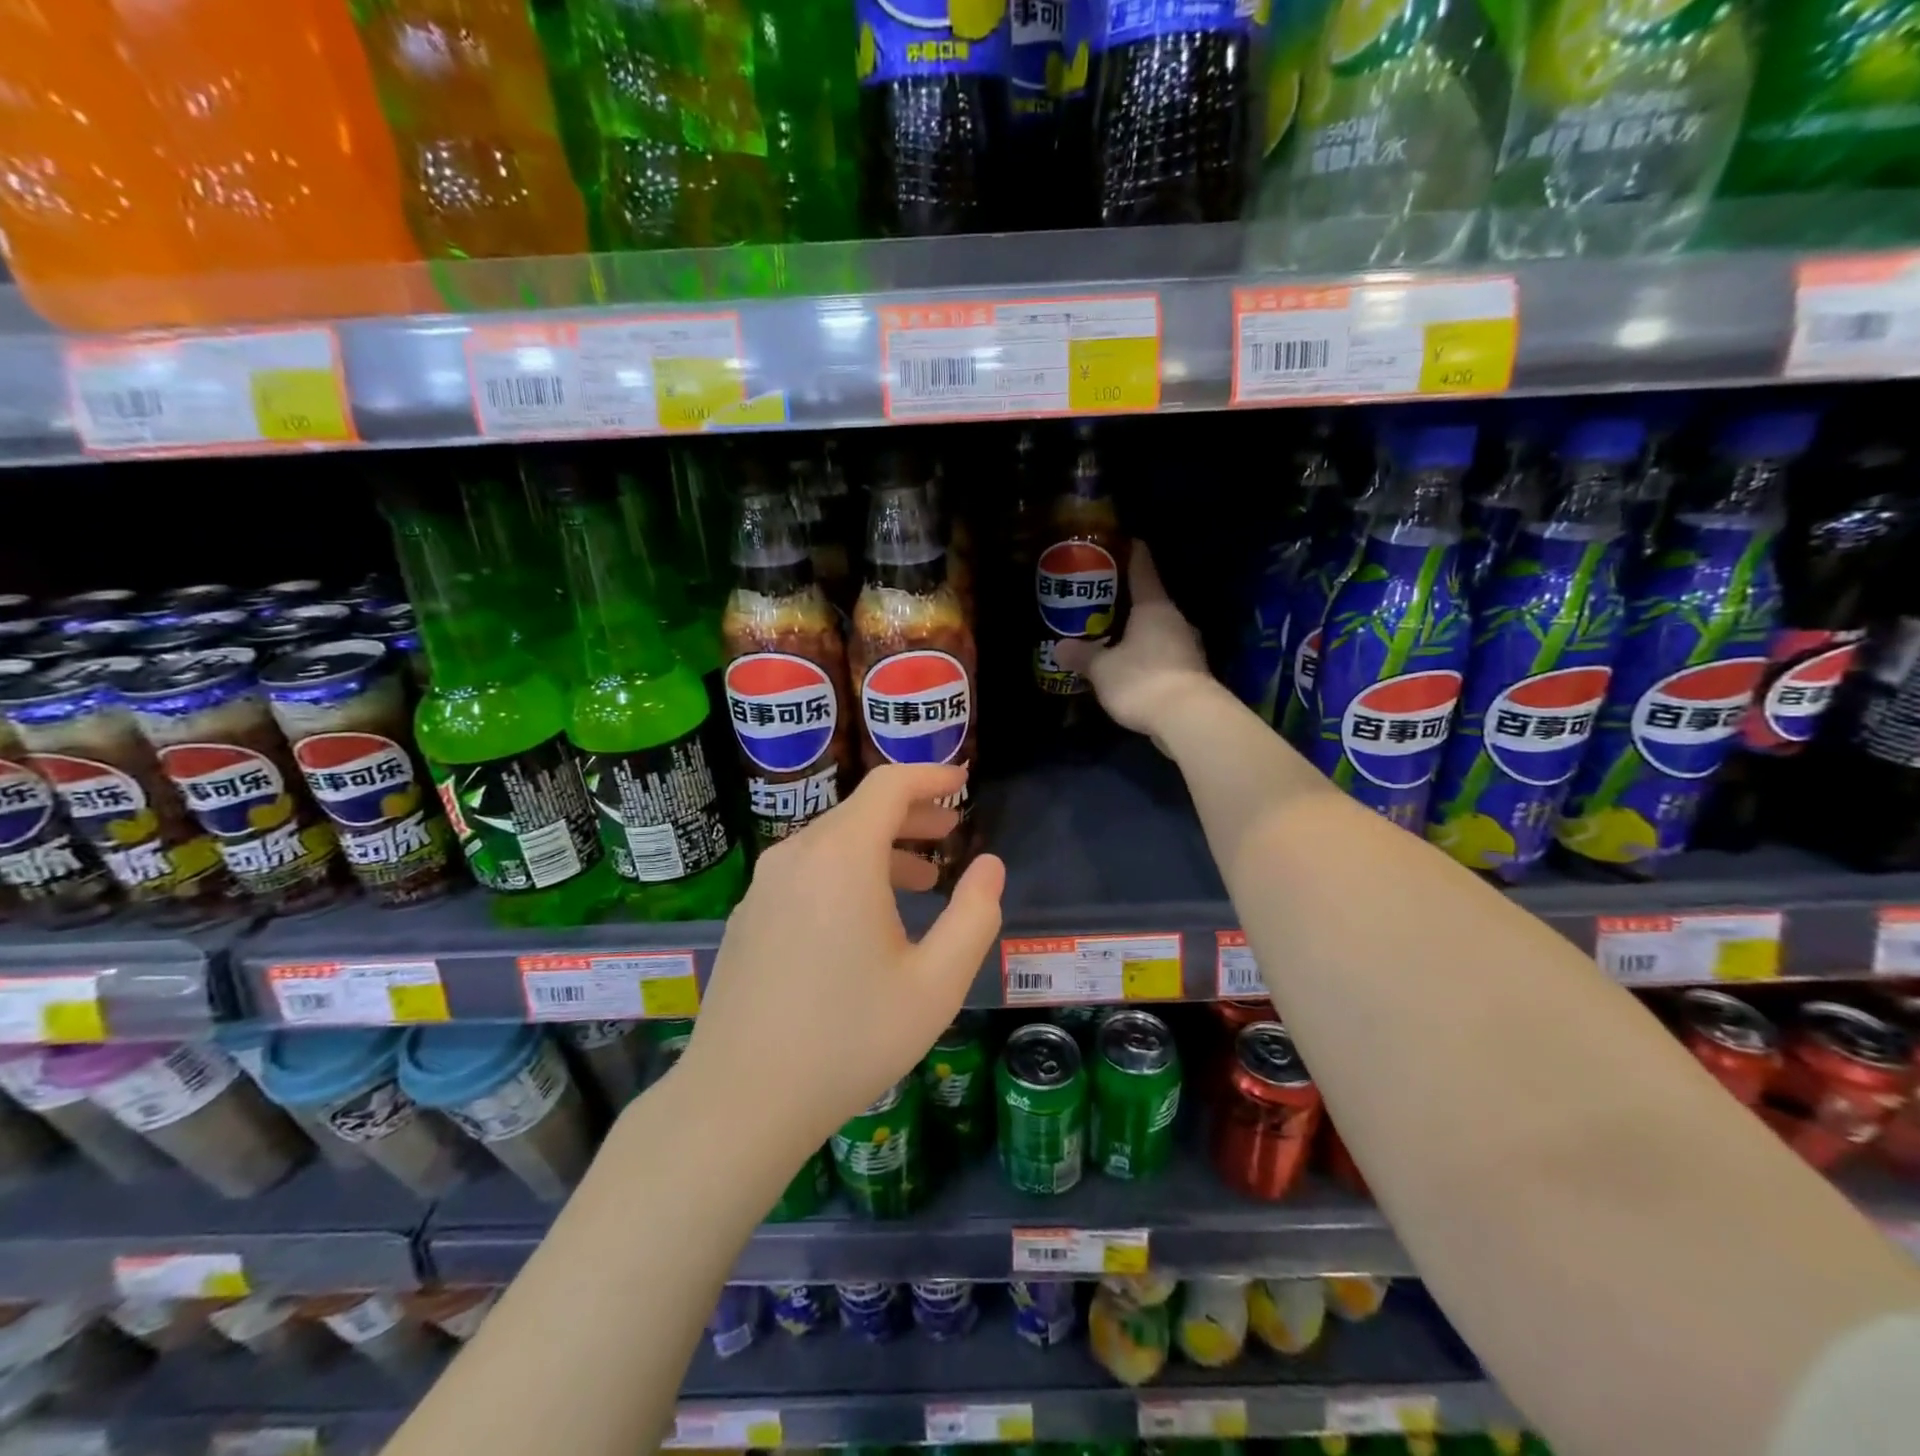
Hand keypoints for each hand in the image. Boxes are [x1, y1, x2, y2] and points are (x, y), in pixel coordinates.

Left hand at [682, 764, 1005, 1156]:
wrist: (739, 1101)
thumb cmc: (849, 1040)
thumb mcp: (935, 984)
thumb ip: (974, 916)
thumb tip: (989, 866)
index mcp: (841, 858)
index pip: (889, 786)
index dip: (930, 776)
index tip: (962, 781)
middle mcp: (795, 856)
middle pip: (860, 811)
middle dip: (912, 814)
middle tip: (951, 833)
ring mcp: (764, 886)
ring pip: (832, 843)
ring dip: (881, 848)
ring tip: (922, 878)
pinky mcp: (748, 916)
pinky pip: (806, 871)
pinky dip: (846, 872)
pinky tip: (865, 917)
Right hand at [1054, 543, 1218, 747]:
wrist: (1188, 719)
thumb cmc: (1141, 680)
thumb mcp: (1102, 668)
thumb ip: (1082, 655)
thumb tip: (1060, 647)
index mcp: (1154, 607)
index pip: (1143, 569)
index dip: (1131, 554)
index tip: (1124, 541)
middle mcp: (1175, 619)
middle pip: (1151, 600)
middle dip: (1128, 600)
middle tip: (1103, 599)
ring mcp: (1188, 646)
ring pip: (1159, 629)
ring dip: (1139, 631)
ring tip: (1114, 634)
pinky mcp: (1191, 672)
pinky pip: (1164, 653)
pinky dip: (1148, 654)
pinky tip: (1132, 665)